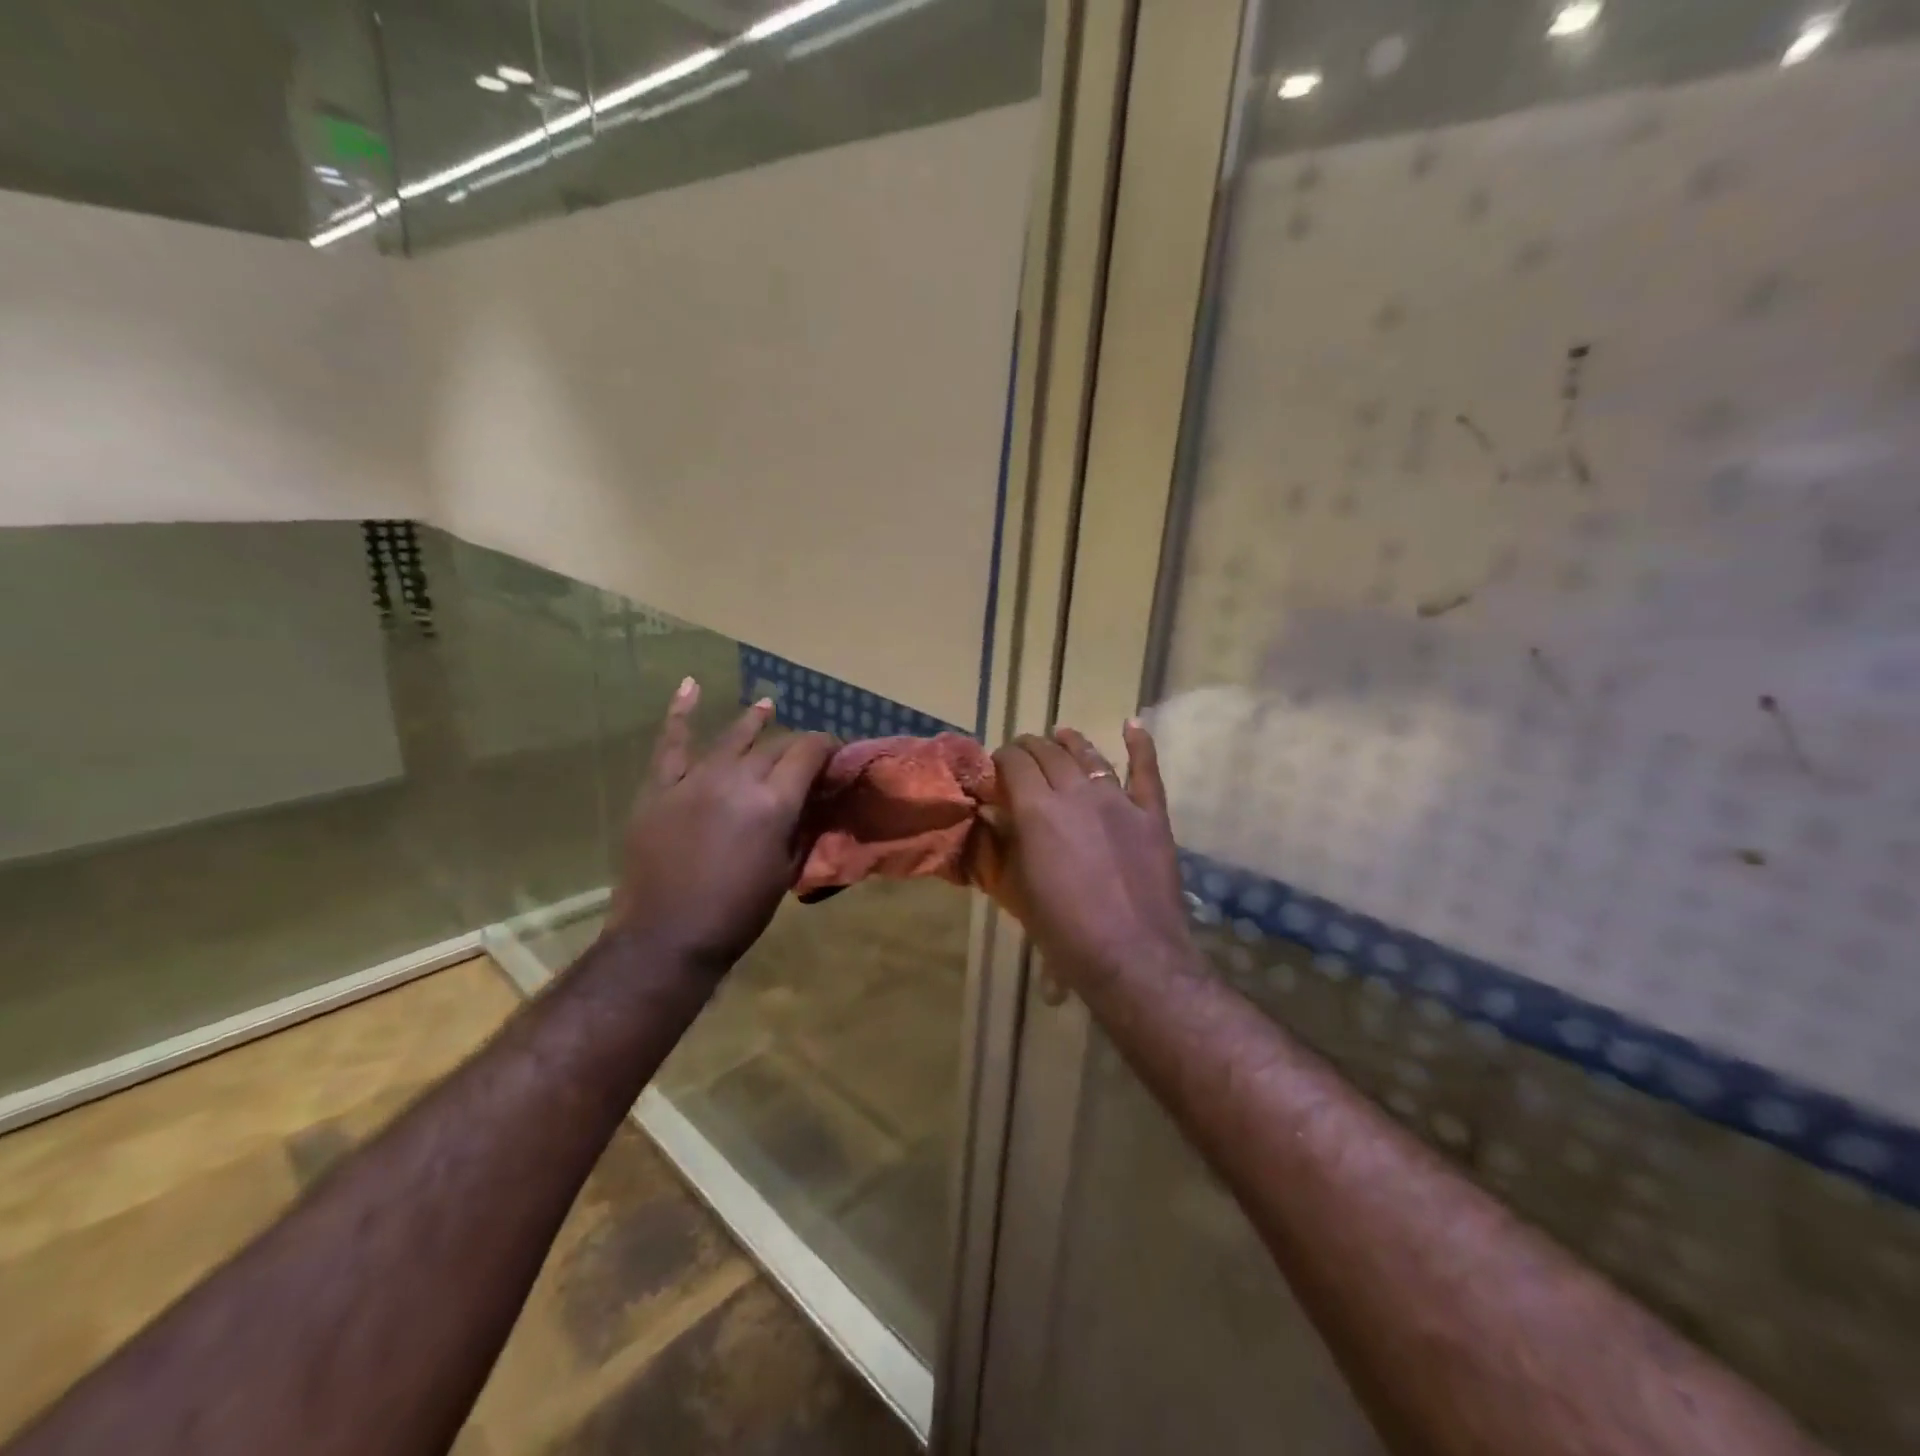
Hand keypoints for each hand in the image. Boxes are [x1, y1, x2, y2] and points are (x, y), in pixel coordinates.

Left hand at [608, 679, 837, 973]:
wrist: (666, 937)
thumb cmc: (737, 913)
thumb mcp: (786, 869)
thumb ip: (801, 825)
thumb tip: (813, 797)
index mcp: (773, 803)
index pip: (808, 753)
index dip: (827, 747)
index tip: (835, 752)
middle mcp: (737, 779)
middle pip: (774, 746)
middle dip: (796, 745)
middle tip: (805, 753)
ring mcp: (694, 779)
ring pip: (731, 737)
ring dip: (753, 720)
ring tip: (768, 705)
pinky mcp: (659, 787)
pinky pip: (671, 744)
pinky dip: (680, 713)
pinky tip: (690, 686)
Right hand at [978, 721, 1194, 992]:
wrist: (1133, 957)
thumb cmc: (1065, 933)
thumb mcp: (1019, 890)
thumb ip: (1005, 845)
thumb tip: (993, 815)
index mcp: (1037, 810)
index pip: (1013, 763)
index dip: (1001, 759)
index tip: (996, 769)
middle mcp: (1076, 793)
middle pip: (1048, 753)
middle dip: (1029, 748)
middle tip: (1022, 756)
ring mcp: (1118, 800)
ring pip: (1090, 755)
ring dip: (1071, 741)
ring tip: (1061, 734)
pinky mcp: (1151, 814)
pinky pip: (1146, 770)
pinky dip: (1140, 744)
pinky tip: (1133, 724)